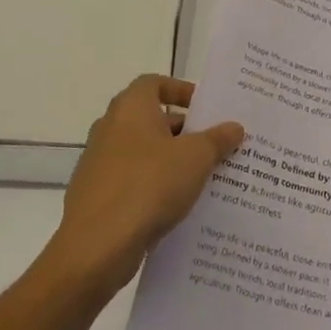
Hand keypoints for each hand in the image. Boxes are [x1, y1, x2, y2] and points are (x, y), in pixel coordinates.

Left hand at [45, 75, 244, 299]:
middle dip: (184, 131)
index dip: (180, 90)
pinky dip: (154, 188)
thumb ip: (217, 139)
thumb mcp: (196, 158)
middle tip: (216, 146)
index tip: (205, 109)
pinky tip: (178, 208)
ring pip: (143, 154)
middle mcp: (109, 128)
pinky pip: (133, 182)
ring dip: (171, 162)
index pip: (154, 83)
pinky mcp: (96, 196)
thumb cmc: (149, 185)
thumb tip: (234, 127)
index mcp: (130, 108)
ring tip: (205, 179)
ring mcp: (99, 163)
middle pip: (151, 119)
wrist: (97, 246)